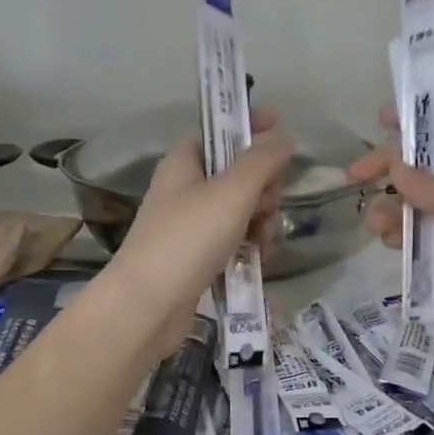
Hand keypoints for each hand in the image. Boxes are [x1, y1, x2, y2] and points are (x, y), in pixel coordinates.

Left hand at [107, 111, 295, 357]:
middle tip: (265, 207)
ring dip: (262, 223)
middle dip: (264, 190)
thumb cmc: (188, 239)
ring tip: (261, 243)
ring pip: (243, 211)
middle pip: (240, 174)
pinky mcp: (199, 257)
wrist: (148, 305)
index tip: (283, 134)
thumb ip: (262, 160)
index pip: (222, 132)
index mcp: (185, 162)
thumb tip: (284, 136)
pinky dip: (250, 247)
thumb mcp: (232, 192)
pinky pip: (235, 241)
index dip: (252, 129)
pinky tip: (257, 261)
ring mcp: (192, 225)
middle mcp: (186, 189)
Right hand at [346, 110, 433, 367]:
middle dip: (394, 174)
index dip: (418, 122)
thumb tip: (393, 166)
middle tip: (355, 179)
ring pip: (424, 208)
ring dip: (395, 211)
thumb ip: (426, 183)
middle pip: (430, 170)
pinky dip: (408, 238)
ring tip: (373, 225)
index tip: (380, 119)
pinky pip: (428, 240)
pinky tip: (390, 244)